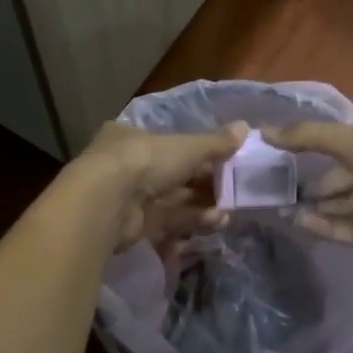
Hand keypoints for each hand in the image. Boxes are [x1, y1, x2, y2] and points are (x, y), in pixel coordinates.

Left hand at [77, 120, 247, 250]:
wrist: (107, 203)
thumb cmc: (145, 160)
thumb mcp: (186, 147)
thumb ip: (216, 142)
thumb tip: (246, 126)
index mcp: (132, 137)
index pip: (170, 144)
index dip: (199, 154)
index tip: (226, 162)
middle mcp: (127, 166)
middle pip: (174, 175)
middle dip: (205, 186)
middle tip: (234, 192)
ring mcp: (128, 197)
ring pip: (173, 200)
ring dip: (203, 206)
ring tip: (229, 214)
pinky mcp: (133, 225)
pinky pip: (168, 221)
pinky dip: (191, 222)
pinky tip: (215, 223)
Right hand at [263, 121, 352, 252]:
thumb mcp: (346, 138)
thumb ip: (305, 137)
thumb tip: (261, 131)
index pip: (332, 154)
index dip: (303, 158)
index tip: (271, 163)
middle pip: (333, 186)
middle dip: (304, 189)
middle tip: (267, 193)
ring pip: (337, 210)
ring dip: (310, 209)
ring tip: (276, 208)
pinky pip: (345, 231)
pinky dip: (323, 227)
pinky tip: (298, 222)